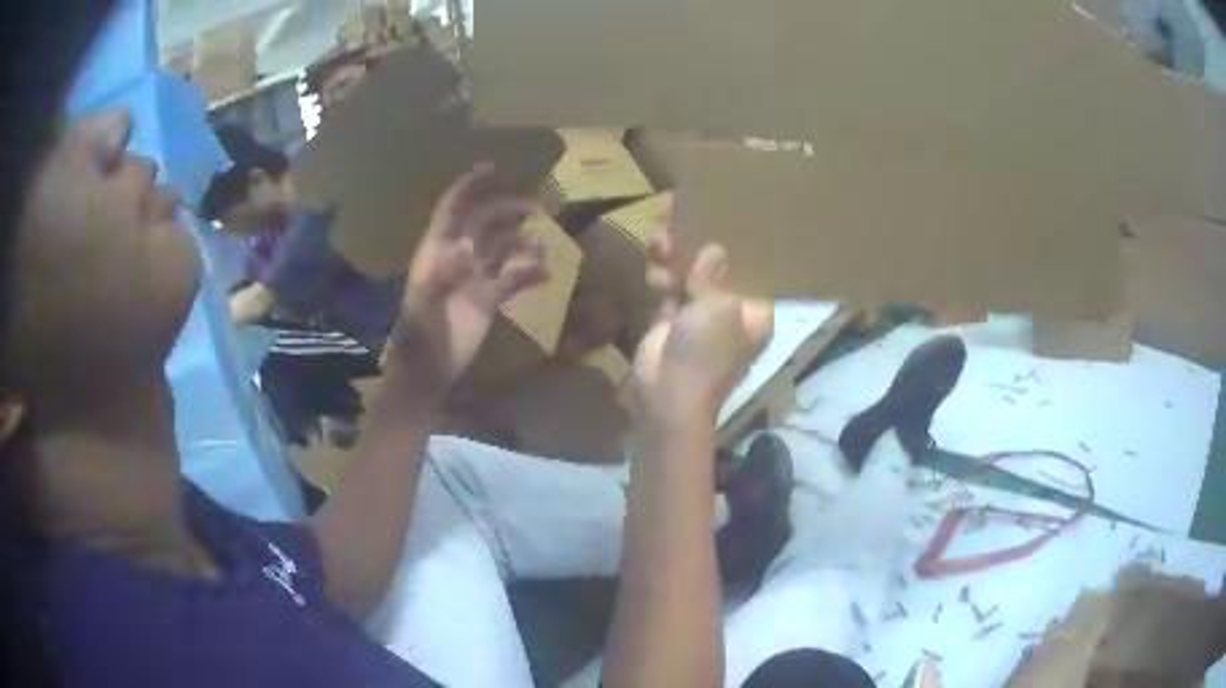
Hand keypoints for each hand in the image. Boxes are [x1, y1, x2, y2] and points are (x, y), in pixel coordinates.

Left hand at [389, 163, 546, 397]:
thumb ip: (440, 275)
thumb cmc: (418, 338)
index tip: (492, 167)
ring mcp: (475, 277)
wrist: (427, 373)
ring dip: (522, 242)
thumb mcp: (421, 306)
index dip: (468, 186)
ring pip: (502, 248)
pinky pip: (513, 279)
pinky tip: (545, 276)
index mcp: (436, 251)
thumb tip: (467, 248)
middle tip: (536, 208)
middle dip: (507, 209)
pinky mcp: (489, 300)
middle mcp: (457, 257)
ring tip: (542, 247)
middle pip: (484, 222)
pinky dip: (529, 275)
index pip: (452, 209)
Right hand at [632, 217, 772, 426]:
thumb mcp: (717, 309)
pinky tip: (654, 245)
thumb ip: (713, 276)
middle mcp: (731, 312)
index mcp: (754, 314)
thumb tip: (714, 250)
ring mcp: (699, 316)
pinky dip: (662, 269)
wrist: (668, 395)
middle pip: (719, 270)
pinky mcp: (671, 319)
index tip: (732, 217)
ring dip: (678, 252)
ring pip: (690, 275)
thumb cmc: (705, 353)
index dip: (741, 246)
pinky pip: (669, 287)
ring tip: (667, 218)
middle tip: (693, 209)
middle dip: (702, 243)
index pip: (753, 273)